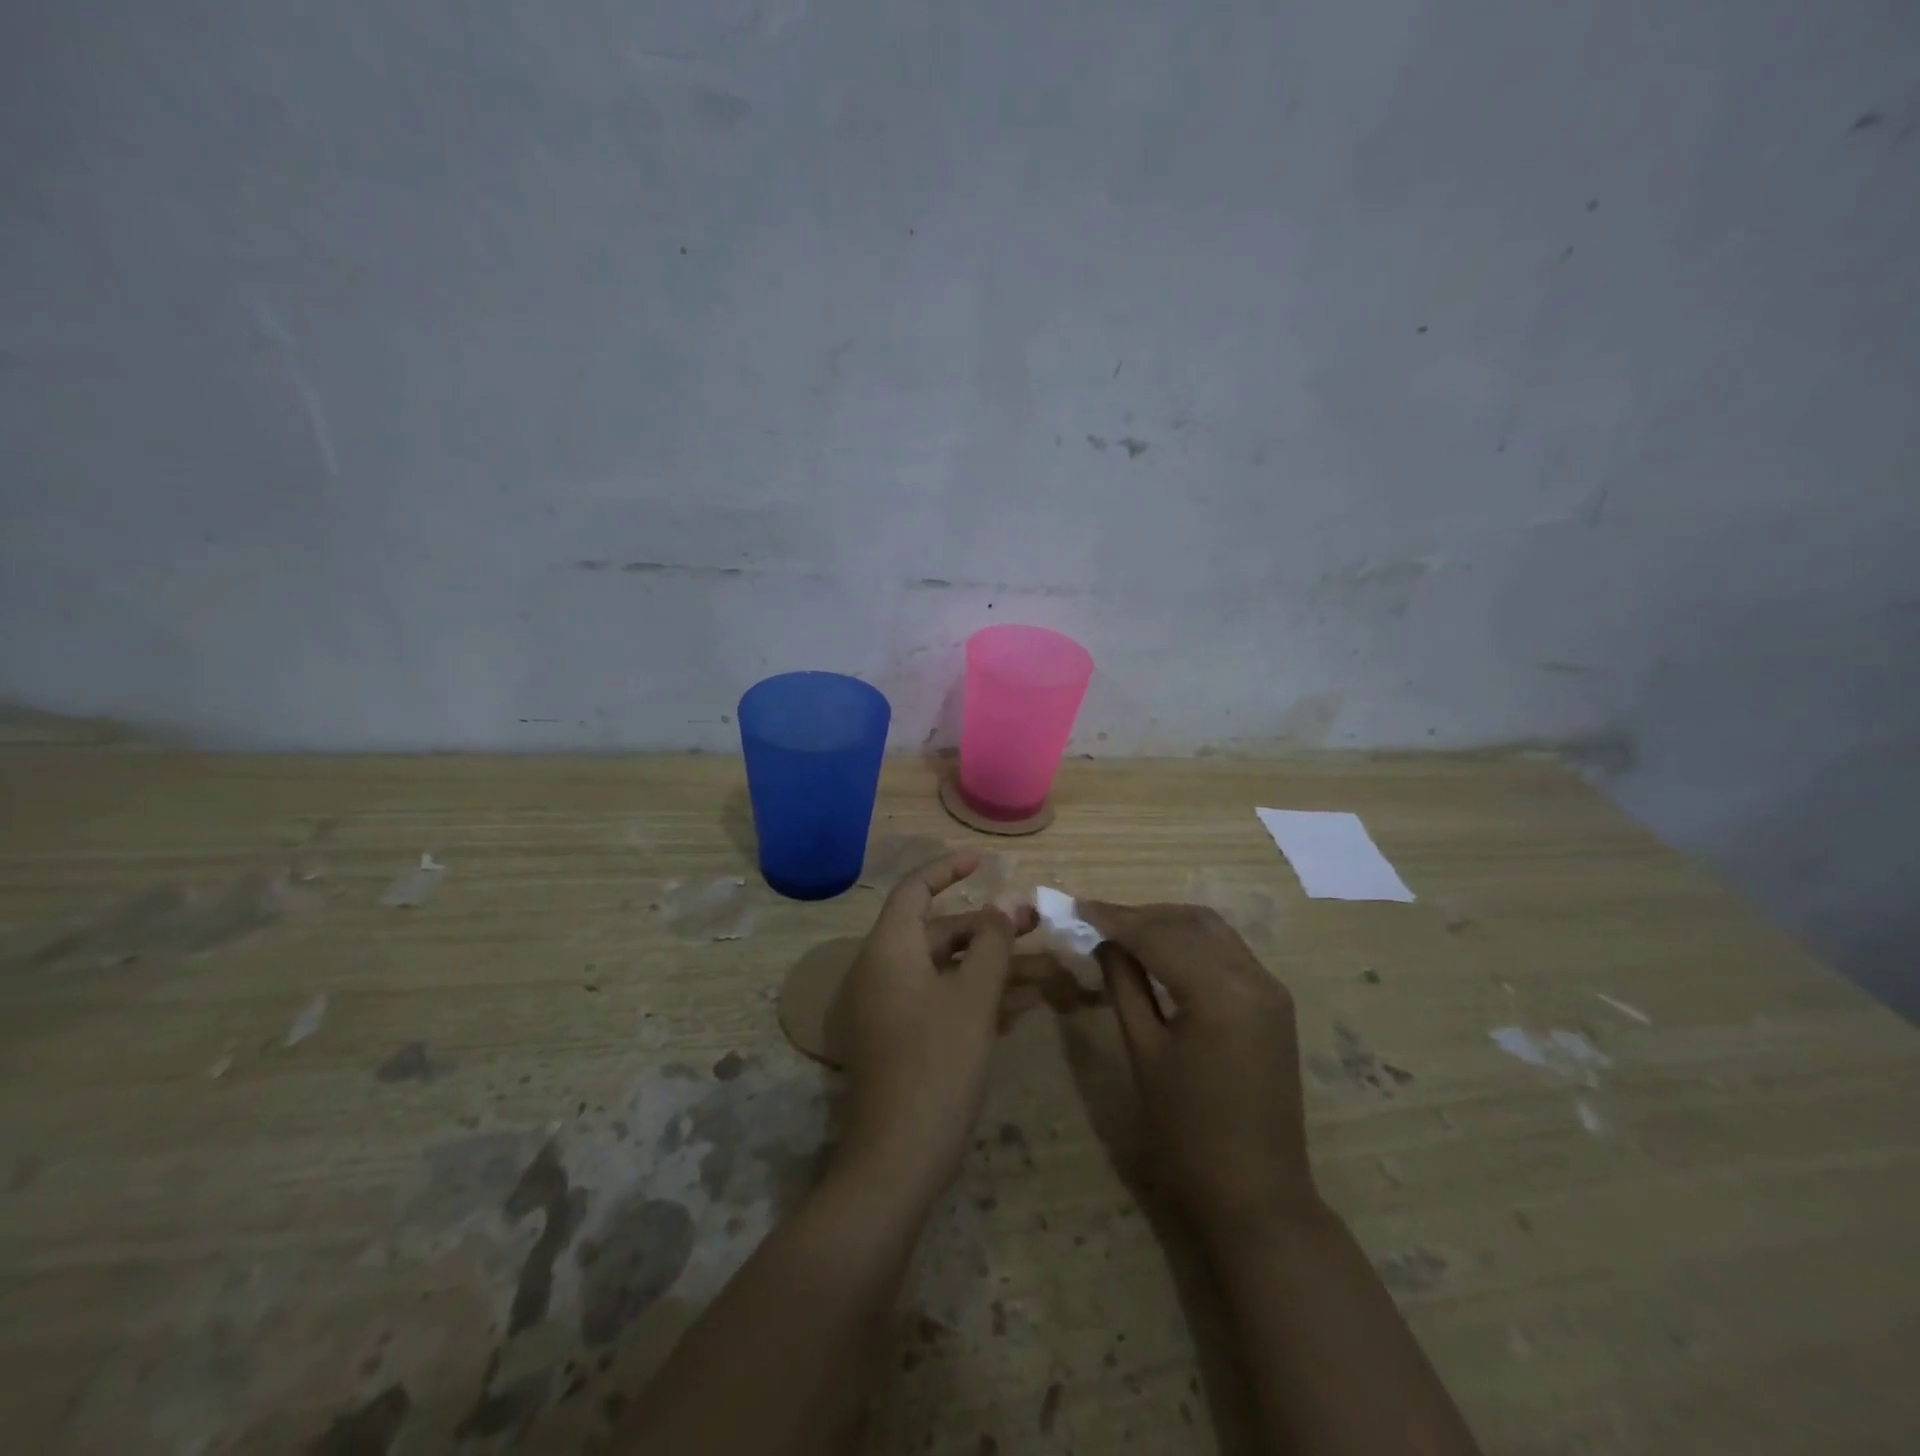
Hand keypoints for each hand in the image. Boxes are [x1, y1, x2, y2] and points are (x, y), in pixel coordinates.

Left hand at [833, 853, 1037, 1201]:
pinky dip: (979, 996)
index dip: (947, 870)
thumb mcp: (973, 997)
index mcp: (889, 949)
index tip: (982, 860)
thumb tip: (1005, 904)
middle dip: (989, 927)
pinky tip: (1025, 1001)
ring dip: (994, 966)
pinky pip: (943, 1001)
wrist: (897, 1159)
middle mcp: (883, 971)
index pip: (914, 890)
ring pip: (948, 971)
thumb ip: (993, 944)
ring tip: (1048, 965)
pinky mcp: (903, 1040)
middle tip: (1036, 923)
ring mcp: (891, 1008)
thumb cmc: (937, 1063)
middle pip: (939, 932)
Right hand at [1079, 901, 1318, 1245]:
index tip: (1077, 906)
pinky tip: (1162, 953)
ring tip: (1124, 933)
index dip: (1115, 917)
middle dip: (1141, 916)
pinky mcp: (1274, 1002)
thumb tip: (1105, 942)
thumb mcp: (1144, 1052)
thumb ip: (1124, 985)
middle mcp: (1253, 976)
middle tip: (1097, 920)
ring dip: (1167, 924)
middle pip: (1189, 923)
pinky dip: (1191, 943)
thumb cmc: (1188, 1131)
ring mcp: (1270, 988)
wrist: (1256, 1194)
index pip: (1159, 935)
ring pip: (1212, 931)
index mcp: (1220, 991)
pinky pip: (1227, 953)